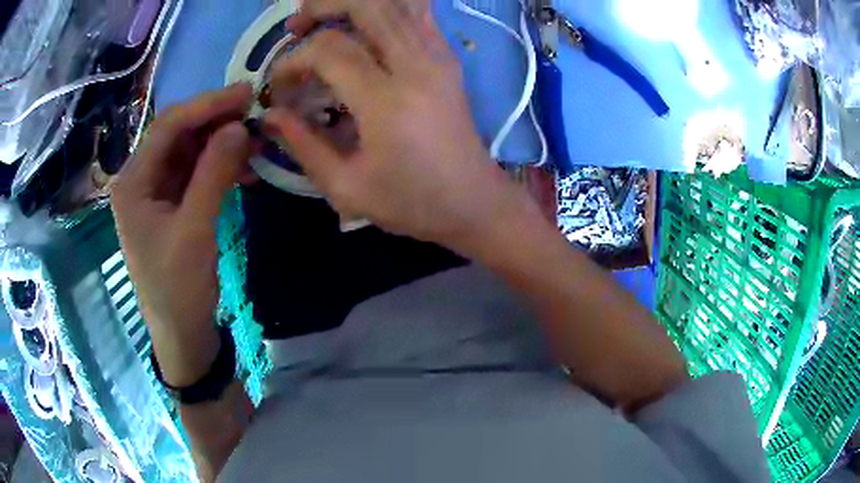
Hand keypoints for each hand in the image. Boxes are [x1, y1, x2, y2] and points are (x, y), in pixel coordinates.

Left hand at [111, 84, 254, 384]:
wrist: (181, 333)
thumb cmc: (178, 289)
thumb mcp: (195, 231)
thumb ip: (213, 174)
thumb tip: (240, 126)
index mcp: (133, 183)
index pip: (168, 127)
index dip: (206, 105)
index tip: (246, 94)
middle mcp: (140, 179)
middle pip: (178, 134)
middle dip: (215, 121)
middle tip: (255, 112)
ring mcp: (156, 191)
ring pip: (190, 150)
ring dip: (221, 142)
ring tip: (255, 139)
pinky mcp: (172, 204)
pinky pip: (196, 172)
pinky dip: (220, 165)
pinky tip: (244, 167)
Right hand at [267, 0, 536, 254]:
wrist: (474, 202)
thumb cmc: (412, 203)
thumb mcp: (347, 188)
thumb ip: (303, 144)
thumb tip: (270, 115)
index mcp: (388, 101)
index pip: (330, 50)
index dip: (294, 59)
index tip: (280, 83)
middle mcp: (416, 66)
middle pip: (368, 6)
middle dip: (323, 6)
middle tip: (296, 26)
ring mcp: (438, 57)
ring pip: (397, 2)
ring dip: (355, 3)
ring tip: (326, 19)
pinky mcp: (449, 58)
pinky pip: (418, 13)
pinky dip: (387, 8)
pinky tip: (364, 25)